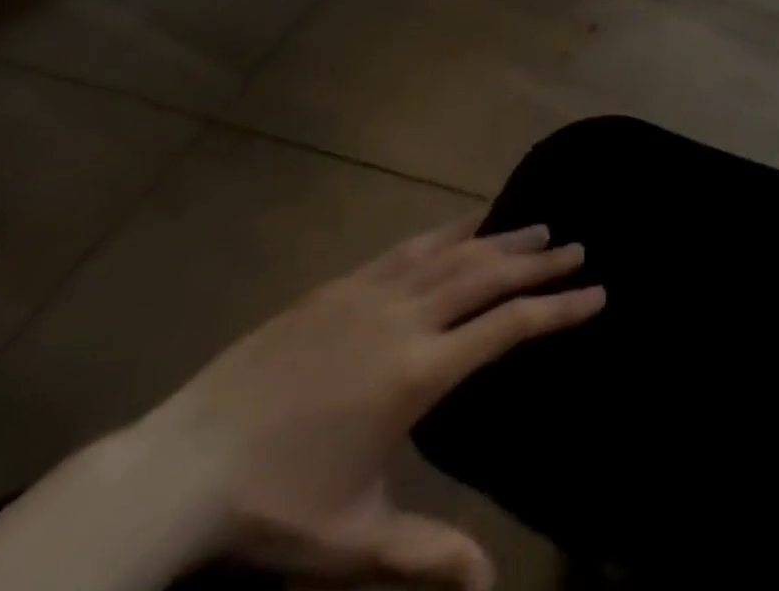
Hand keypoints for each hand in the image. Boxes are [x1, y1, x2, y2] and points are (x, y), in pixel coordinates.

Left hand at [128, 221, 603, 588]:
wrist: (181, 466)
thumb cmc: (276, 505)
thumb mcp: (355, 538)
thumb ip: (427, 554)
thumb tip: (491, 582)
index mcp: (420, 372)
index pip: (508, 326)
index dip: (558, 308)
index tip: (596, 293)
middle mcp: (407, 318)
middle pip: (490, 275)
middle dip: (540, 262)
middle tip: (578, 248)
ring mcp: (373, 294)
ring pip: (455, 252)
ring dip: (502, 239)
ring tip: (538, 228)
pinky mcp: (341, 285)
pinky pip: (409, 247)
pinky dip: (448, 231)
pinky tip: (465, 223)